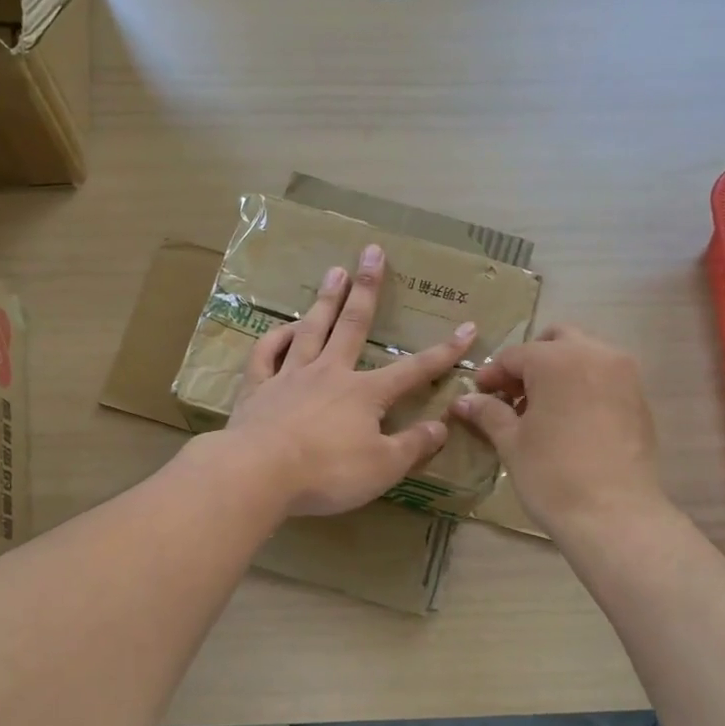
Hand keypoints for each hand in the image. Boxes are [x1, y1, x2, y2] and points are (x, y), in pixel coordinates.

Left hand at [226, 245, 473, 516]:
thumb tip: (441, 426)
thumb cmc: (327, 472)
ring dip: (325, 300)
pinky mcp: (258, 387)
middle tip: (372, 252)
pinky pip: (267, 353)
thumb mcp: (383, 467)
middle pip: (352, 325)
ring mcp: (290, 376)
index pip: (413, 370)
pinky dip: (277, 337)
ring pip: (311, 329)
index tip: (466, 329)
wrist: (259, 473)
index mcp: (364, 393)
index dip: (442, 352)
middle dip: (367, 289)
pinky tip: (286, 327)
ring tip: (335, 270)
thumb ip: (413, 446)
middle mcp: (329, 373)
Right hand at [452, 325, 668, 532]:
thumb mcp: (512, 442)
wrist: (614, 514)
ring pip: (584, 354)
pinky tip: (569, 421)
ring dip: (559, 371)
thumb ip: (488, 413)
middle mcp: (594, 354)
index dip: (492, 376)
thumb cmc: (552, 474)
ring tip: (541, 410)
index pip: (514, 356)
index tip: (478, 397)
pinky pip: (604, 377)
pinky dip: (583, 386)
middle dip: (531, 361)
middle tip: (513, 396)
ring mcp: (623, 374)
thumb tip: (463, 401)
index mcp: (556, 359)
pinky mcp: (640, 397)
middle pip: (556, 340)